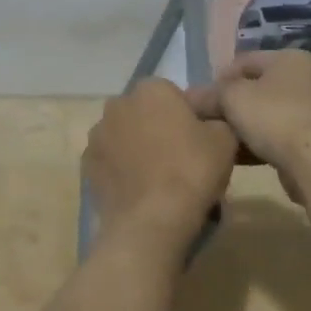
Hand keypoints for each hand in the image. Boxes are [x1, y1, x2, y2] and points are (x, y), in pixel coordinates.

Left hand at [84, 79, 237, 257]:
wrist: (151, 221)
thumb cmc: (191, 171)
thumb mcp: (225, 139)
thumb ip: (215, 120)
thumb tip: (207, 124)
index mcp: (151, 89)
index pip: (171, 93)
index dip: (185, 115)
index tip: (197, 140)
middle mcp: (118, 104)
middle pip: (144, 113)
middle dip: (157, 128)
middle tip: (179, 159)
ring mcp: (97, 135)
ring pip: (124, 136)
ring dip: (136, 148)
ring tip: (157, 180)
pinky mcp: (86, 166)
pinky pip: (110, 161)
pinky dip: (121, 170)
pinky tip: (139, 192)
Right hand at [188, 50, 310, 179]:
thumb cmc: (273, 118)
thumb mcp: (233, 98)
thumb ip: (210, 94)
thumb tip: (191, 98)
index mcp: (289, 58)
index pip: (243, 61)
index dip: (218, 80)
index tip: (201, 102)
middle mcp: (305, 78)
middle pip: (255, 88)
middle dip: (230, 105)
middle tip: (209, 122)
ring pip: (265, 113)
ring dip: (242, 126)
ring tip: (221, 142)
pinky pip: (277, 134)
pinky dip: (258, 142)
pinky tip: (240, 156)